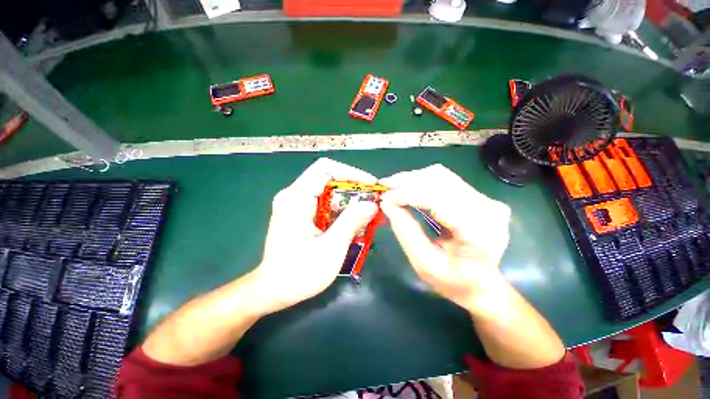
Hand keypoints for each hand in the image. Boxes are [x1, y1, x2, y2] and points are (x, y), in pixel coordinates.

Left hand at [250, 158, 377, 314]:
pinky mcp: (299, 213)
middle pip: (329, 179)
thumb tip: (372, 204)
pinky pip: (325, 204)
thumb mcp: (331, 248)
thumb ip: (351, 222)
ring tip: (369, 214)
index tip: (371, 186)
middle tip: (373, 202)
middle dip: (354, 189)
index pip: (326, 169)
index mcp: (296, 198)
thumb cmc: (299, 274)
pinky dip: (342, 210)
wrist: (272, 291)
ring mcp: (296, 204)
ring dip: (350, 201)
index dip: (351, 173)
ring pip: (329, 192)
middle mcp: (294, 195)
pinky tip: (355, 222)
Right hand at [380, 164, 511, 312]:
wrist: (483, 284)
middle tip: (385, 186)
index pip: (438, 200)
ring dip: (414, 179)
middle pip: (440, 181)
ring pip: (442, 175)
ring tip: (393, 186)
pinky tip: (409, 188)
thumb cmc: (454, 282)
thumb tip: (387, 203)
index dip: (408, 194)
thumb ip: (406, 232)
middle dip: (408, 181)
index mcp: (478, 234)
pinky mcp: (481, 196)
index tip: (384, 196)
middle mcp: (488, 210)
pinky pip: (446, 180)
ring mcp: (487, 200)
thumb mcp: (424, 264)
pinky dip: (423, 181)